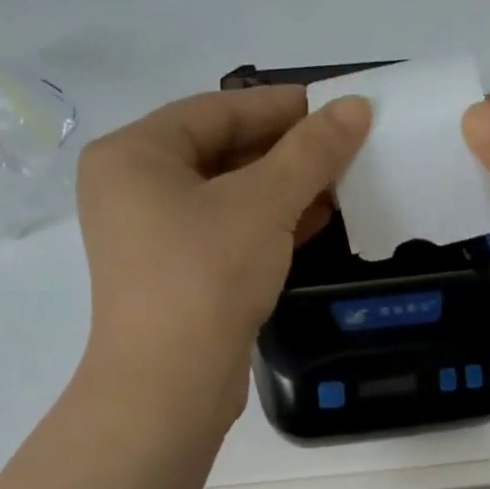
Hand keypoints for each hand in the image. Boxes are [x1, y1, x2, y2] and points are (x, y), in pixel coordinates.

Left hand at [76, 85, 371, 423]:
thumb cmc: (206, 274)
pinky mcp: (175, 273)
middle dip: (286, 149)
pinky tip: (318, 218)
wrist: (170, 385)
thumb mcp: (264, 203)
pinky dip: (269, 222)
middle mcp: (133, 188)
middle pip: (221, 150)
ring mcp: (151, 235)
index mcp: (134, 154)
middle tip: (344, 141)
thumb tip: (356, 106)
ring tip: (342, 176)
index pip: (217, 110)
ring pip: (227, 194)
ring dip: (284, 186)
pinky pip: (226, 230)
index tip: (334, 102)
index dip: (280, 105)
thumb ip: (311, 151)